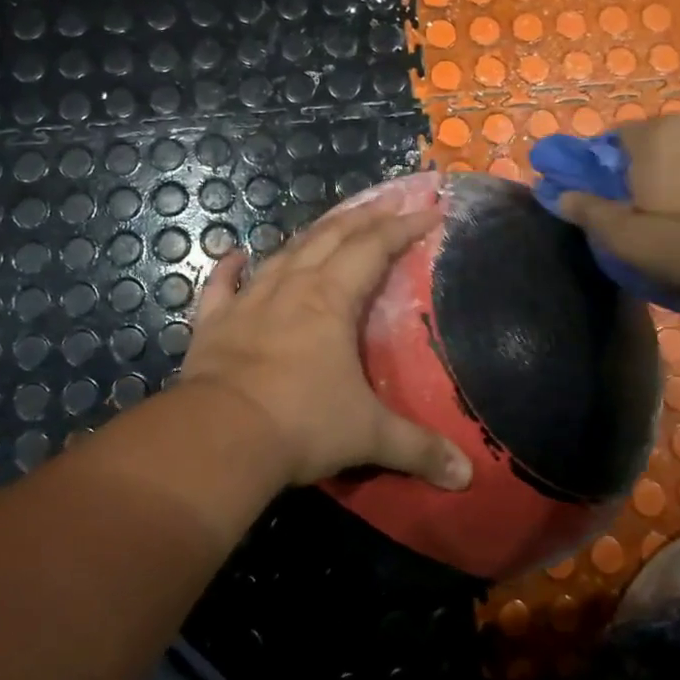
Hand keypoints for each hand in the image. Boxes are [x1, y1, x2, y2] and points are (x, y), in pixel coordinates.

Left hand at [180, 198, 474, 491]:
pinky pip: (221, 286)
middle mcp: (291, 289)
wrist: (221, 435)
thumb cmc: (301, 424)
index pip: (373, 249)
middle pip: (330, 238)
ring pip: (283, 254)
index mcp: (331, 301)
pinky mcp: (213, 323)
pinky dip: (229, 268)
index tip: (429, 211)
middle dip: (363, 216)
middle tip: (387, 201)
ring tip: (329, 224)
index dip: (402, 227)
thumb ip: (418, 450)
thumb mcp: (368, 436)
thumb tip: (466, 477)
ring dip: (309, 235)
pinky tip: (235, 254)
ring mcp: (248, 302)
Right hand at [555, 116, 679, 296]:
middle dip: (642, 166)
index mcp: (652, 135)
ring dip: (679, 169)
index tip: (606, 196)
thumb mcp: (624, 236)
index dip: (603, 168)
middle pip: (653, 141)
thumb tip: (558, 194)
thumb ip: (587, 210)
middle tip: (641, 206)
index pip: (612, 139)